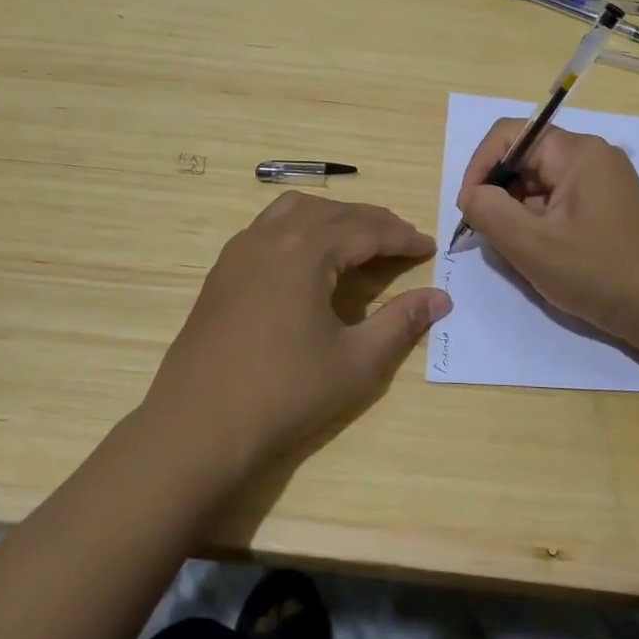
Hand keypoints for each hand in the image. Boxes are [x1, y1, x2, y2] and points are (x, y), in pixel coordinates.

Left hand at [140, 192, 449, 481]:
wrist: (197, 428)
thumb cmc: (284, 394)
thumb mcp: (356, 362)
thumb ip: (401, 322)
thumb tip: (440, 298)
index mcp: (306, 249)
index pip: (366, 229)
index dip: (402, 237)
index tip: (429, 247)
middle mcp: (271, 236)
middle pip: (333, 212)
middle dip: (373, 222)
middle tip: (403, 243)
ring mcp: (240, 250)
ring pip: (296, 210)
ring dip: (334, 218)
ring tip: (359, 241)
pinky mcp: (222, 271)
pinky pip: (269, 227)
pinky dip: (300, 228)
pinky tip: (309, 259)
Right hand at [456, 119, 638, 347]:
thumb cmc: (599, 273)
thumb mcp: (531, 245)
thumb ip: (488, 211)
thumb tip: (472, 195)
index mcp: (576, 152)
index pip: (508, 135)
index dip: (478, 167)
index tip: (469, 209)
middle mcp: (592, 157)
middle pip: (525, 159)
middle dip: (499, 195)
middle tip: (492, 238)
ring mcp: (604, 182)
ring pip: (540, 185)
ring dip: (519, 214)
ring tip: (520, 254)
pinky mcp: (609, 208)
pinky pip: (560, 203)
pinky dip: (541, 225)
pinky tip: (544, 258)